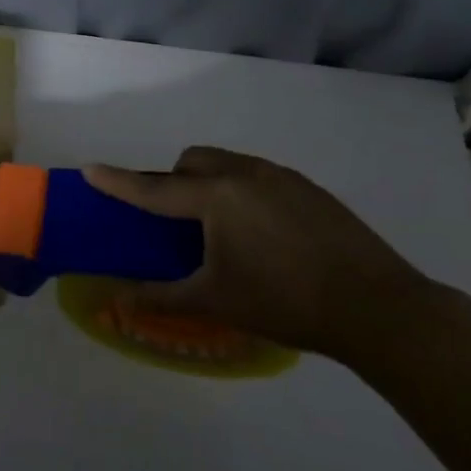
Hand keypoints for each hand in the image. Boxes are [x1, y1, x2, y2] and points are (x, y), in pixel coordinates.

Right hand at [84, 147, 436, 361]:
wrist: (380, 308)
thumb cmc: (287, 302)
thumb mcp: (217, 302)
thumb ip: (162, 296)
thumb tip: (118, 298)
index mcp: (217, 196)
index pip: (155, 188)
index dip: (119, 182)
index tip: (90, 170)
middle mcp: (244, 173)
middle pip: (192, 162)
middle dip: (174, 180)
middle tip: (177, 221)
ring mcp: (281, 176)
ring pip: (227, 164)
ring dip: (209, 183)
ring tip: (222, 229)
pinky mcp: (309, 188)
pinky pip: (258, 176)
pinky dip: (243, 192)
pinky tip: (264, 234)